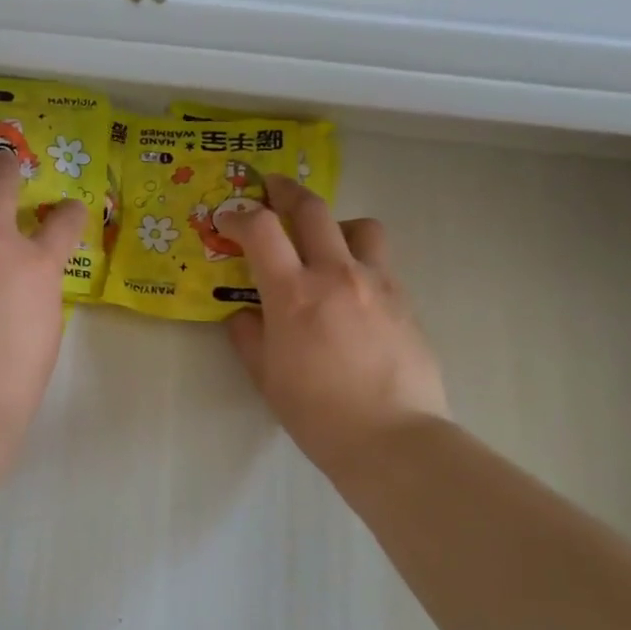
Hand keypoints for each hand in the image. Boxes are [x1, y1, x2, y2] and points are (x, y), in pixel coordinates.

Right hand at [221, 176, 447, 473]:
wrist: (392, 438)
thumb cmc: (317, 413)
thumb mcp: (266, 376)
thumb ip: (249, 336)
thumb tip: (244, 314)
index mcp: (293, 294)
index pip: (261, 229)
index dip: (237, 215)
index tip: (226, 219)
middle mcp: (335, 274)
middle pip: (311, 208)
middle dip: (284, 191)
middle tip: (270, 190)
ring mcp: (376, 282)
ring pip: (357, 225)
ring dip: (333, 222)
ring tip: (322, 242)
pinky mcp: (404, 298)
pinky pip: (380, 259)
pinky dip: (358, 257)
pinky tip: (350, 287)